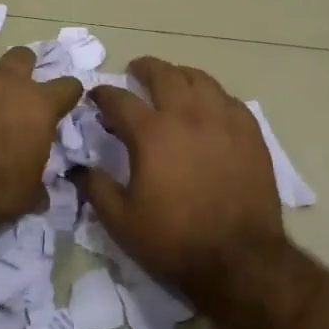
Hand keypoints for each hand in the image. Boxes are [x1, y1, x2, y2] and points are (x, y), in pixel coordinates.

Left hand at [0, 47, 82, 232]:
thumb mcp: (27, 194)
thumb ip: (37, 184)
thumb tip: (42, 196)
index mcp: (38, 106)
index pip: (68, 86)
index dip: (68, 94)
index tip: (65, 103)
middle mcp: (6, 84)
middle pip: (22, 56)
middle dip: (23, 69)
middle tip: (17, 91)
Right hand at [73, 57, 284, 293]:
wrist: (239, 259)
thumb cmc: (174, 240)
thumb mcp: (121, 222)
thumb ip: (96, 188)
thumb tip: (78, 168)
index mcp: (152, 133)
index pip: (119, 99)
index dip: (103, 94)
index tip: (96, 96)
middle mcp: (188, 115)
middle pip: (164, 75)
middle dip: (144, 68)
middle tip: (135, 71)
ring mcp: (223, 120)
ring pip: (200, 79)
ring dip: (179, 75)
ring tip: (172, 81)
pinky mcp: (250, 133)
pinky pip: (229, 99)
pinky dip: (211, 95)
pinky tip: (208, 105)